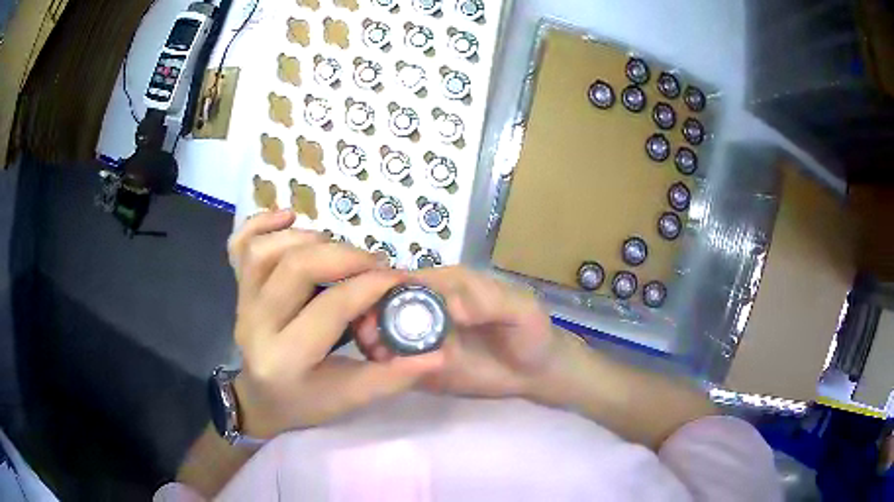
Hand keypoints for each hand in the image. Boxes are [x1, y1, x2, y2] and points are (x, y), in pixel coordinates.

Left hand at [226, 211, 443, 437]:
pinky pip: (239, 245)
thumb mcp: (352, 399)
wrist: (261, 400)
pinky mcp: (237, 290)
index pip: (330, 307)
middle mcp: (255, 325)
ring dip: (308, 238)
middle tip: (374, 263)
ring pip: (266, 250)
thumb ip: (393, 376)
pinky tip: (289, 218)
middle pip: (296, 267)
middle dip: (344, 255)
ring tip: (337, 250)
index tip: (400, 279)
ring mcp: (242, 303)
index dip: (371, 286)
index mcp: (286, 359)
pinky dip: (262, 223)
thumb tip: (437, 352)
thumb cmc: (305, 402)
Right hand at [355, 266, 559, 398]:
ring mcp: (422, 339)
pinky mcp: (422, 366)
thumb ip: (491, 303)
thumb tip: (452, 306)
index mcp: (448, 285)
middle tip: (367, 336)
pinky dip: (383, 366)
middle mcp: (428, 308)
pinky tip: (382, 374)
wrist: (537, 372)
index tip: (372, 307)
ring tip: (373, 355)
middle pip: (386, 306)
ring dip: (372, 340)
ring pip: (384, 333)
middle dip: (371, 316)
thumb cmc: (531, 333)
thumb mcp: (521, 311)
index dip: (387, 290)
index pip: (408, 280)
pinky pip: (394, 363)